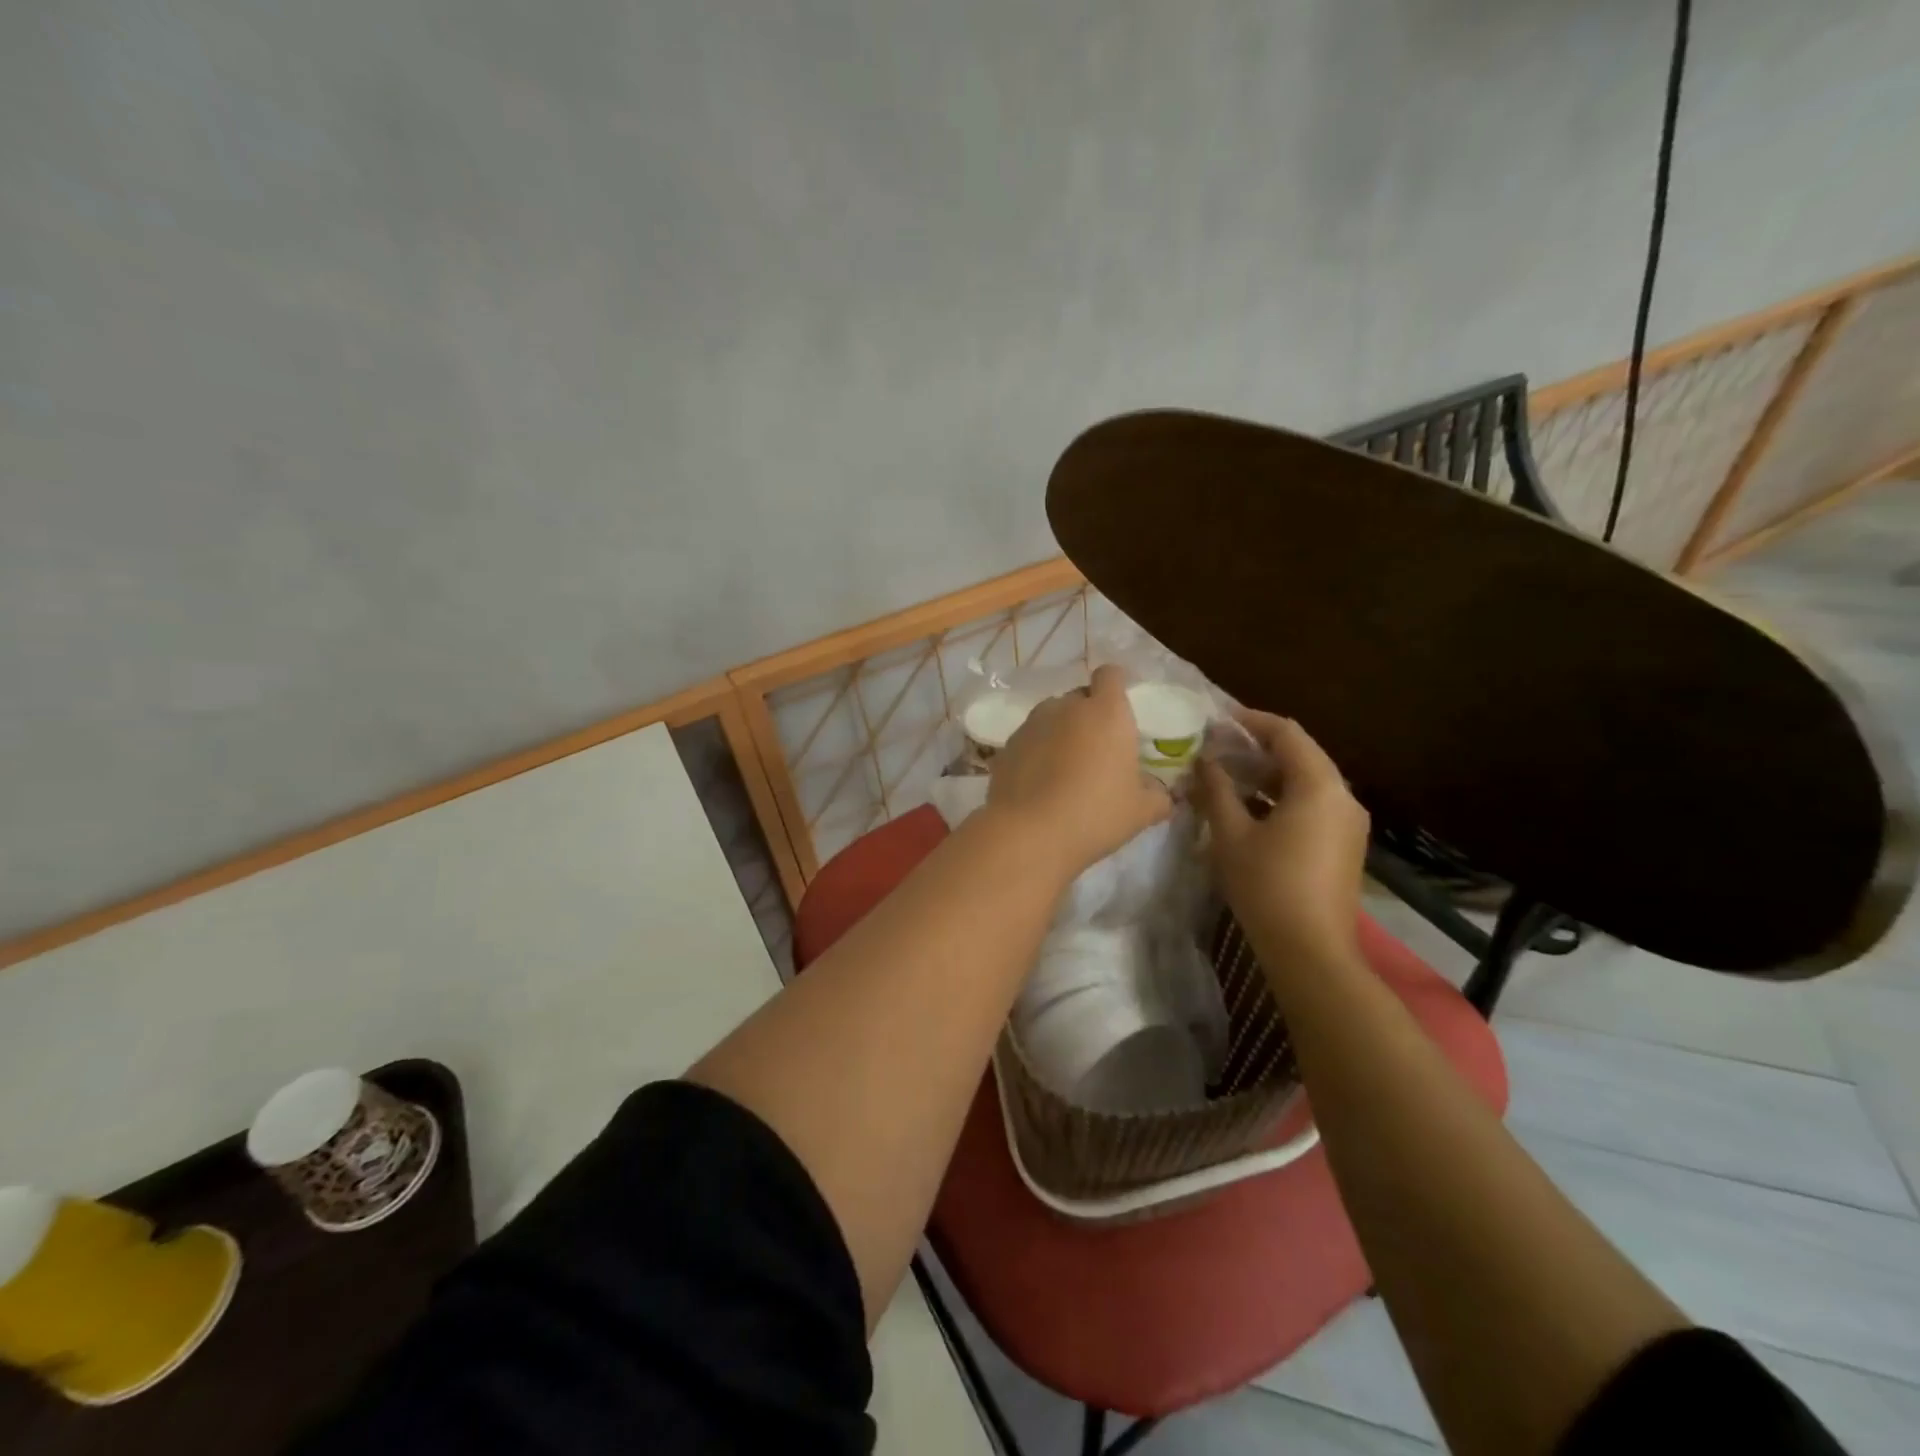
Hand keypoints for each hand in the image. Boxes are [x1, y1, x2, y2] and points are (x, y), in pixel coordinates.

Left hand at [986, 666, 1171, 876]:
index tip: (1120, 709)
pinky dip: (1036, 752)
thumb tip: (1163, 795)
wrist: (1028, 833)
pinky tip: (1039, 783)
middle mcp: (1067, 707)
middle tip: (1097, 750)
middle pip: (1080, 697)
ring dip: (1060, 732)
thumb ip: (1158, 797)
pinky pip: (1029, 740)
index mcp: (1106, 712)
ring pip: (1051, 716)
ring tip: (1065, 767)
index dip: (1115, 686)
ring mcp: (1032, 724)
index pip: (1111, 674)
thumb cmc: (1095, 814)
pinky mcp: (1006, 745)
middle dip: (1088, 715)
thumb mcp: (1140, 812)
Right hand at [1193, 709, 1369, 968]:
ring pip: (1306, 781)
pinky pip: (1312, 804)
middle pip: (1300, 755)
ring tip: (1226, 775)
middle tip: (1216, 747)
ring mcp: (1347, 823)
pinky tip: (1248, 807)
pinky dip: (1280, 797)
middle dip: (1257, 748)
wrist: (1311, 951)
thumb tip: (1205, 761)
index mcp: (1319, 786)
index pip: (1287, 733)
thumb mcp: (1231, 835)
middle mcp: (1343, 797)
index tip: (1218, 720)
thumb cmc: (1267, 886)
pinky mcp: (1343, 844)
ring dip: (1267, 774)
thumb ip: (1216, 790)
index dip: (1251, 721)